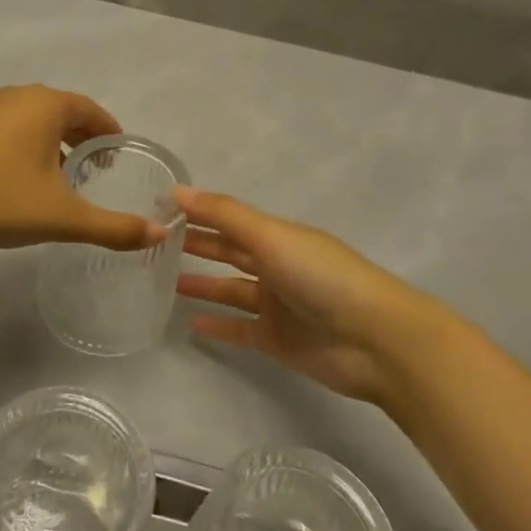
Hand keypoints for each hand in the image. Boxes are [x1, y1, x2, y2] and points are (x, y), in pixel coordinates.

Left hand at [0, 85, 161, 251]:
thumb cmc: (2, 199)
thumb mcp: (63, 217)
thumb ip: (114, 226)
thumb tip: (160, 233)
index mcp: (47, 105)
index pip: (91, 110)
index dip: (109, 131)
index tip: (117, 153)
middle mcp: (17, 96)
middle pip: (60, 112)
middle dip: (80, 137)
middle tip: (92, 167)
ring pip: (29, 120)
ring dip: (48, 142)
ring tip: (55, 176)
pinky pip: (3, 129)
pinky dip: (19, 146)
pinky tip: (13, 177)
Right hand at [177, 188, 433, 406]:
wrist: (375, 339)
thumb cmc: (321, 276)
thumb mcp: (270, 235)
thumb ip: (223, 214)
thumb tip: (177, 190)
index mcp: (278, 236)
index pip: (229, 220)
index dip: (198, 213)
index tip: (160, 208)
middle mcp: (276, 266)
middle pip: (229, 252)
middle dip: (198, 245)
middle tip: (156, 242)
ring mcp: (278, 305)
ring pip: (231, 290)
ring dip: (203, 285)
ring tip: (165, 282)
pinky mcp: (279, 340)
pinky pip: (241, 329)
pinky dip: (219, 326)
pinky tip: (191, 324)